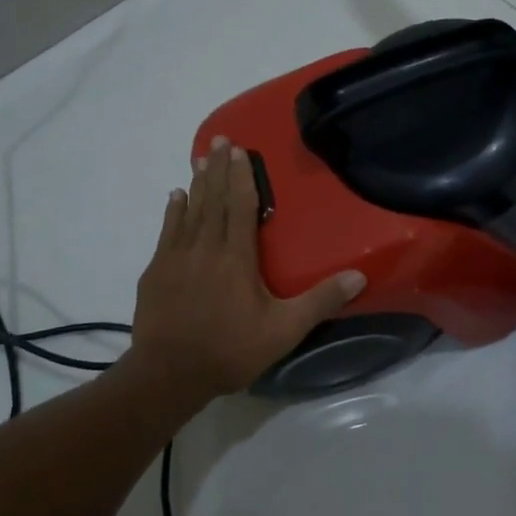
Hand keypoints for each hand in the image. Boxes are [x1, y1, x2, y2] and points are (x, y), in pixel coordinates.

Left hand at [125, 137, 365, 405]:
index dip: (242, 176)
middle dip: (219, 169)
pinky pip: (167, 231)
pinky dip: (173, 211)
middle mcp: (206, 247)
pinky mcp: (156, 272)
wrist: (169, 374)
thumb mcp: (284, 330)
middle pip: (214, 200)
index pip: (241, 206)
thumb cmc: (230, 350)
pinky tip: (174, 197)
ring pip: (190, 211)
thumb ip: (320, 301)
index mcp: (237, 256)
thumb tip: (359, 276)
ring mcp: (176, 257)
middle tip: (219, 141)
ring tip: (200, 160)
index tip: (239, 150)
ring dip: (197, 184)